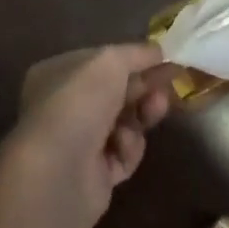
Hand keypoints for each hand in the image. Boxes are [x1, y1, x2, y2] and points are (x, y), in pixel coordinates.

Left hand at [0, 43, 178, 227]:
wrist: (59, 172)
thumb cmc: (79, 102)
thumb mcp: (110, 60)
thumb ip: (137, 53)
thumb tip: (158, 51)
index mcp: (57, 73)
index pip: (100, 61)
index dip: (132, 59)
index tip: (163, 58)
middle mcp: (64, 107)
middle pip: (115, 92)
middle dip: (144, 86)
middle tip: (170, 82)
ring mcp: (77, 143)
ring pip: (123, 122)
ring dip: (142, 115)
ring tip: (156, 109)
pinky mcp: (92, 176)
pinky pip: (122, 154)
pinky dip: (129, 148)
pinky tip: (123, 146)